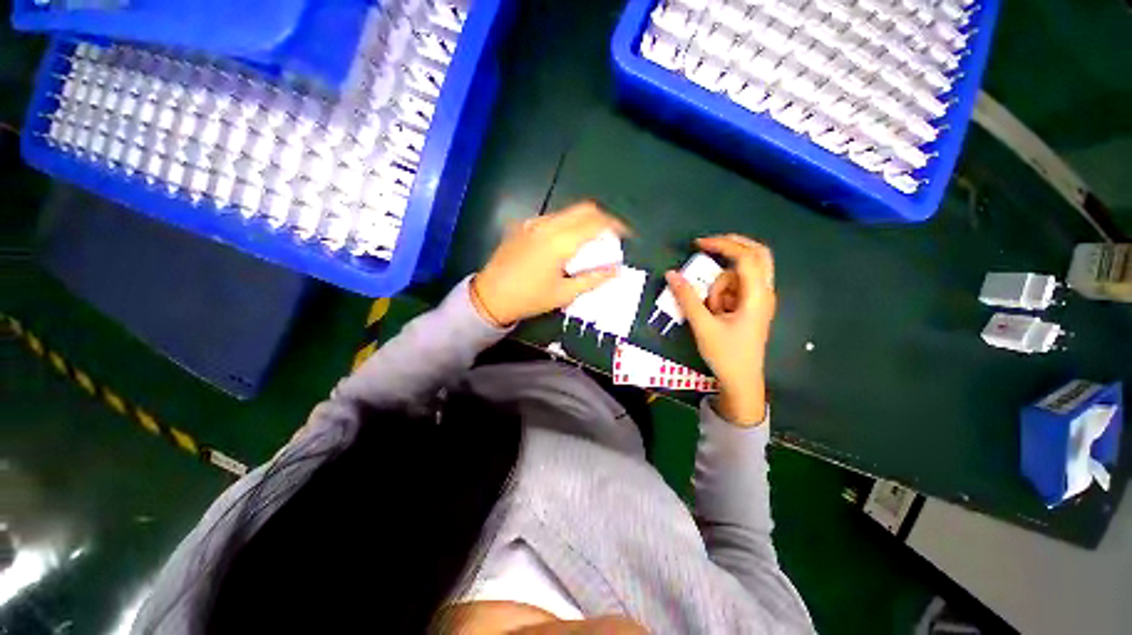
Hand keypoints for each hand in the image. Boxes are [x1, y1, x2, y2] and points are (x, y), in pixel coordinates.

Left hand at [472, 201, 628, 325]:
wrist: (490, 296)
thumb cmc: (529, 299)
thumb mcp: (564, 294)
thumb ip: (592, 279)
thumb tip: (616, 270)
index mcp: (559, 242)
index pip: (595, 222)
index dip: (615, 226)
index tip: (626, 235)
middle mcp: (547, 225)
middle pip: (583, 209)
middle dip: (602, 219)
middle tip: (611, 236)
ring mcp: (533, 223)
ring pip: (568, 212)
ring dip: (584, 221)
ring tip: (591, 241)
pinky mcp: (523, 226)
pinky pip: (552, 218)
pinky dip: (567, 224)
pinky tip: (566, 242)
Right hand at [665, 234, 775, 425]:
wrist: (741, 382)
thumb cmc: (726, 355)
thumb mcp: (703, 326)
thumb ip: (687, 298)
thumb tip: (671, 274)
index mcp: (757, 296)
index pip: (746, 257)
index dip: (723, 245)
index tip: (698, 244)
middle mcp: (764, 293)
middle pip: (757, 255)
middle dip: (732, 246)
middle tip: (707, 246)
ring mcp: (759, 300)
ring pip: (742, 274)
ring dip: (722, 282)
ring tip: (711, 309)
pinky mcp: (752, 307)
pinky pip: (737, 287)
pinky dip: (724, 291)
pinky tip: (716, 311)